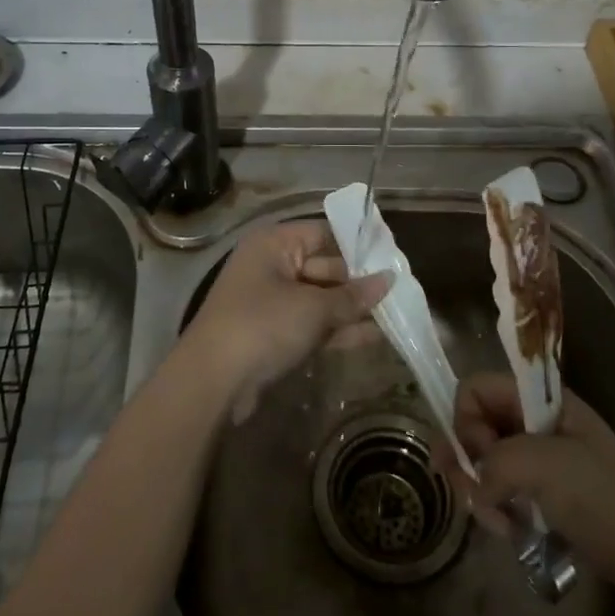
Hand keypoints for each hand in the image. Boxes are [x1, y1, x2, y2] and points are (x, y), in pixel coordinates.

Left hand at [183, 219, 391, 424]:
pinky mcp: (274, 334)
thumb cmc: (263, 326)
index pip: (324, 233)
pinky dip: (337, 330)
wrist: (213, 382)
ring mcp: (272, 301)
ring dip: (352, 309)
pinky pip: (312, 324)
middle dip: (359, 282)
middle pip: (325, 266)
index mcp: (274, 244)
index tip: (392, 257)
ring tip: (396, 316)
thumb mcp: (313, 309)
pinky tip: (373, 337)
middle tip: (401, 291)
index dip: (357, 245)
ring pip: (321, 298)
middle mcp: (272, 265)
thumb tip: (388, 279)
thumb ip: (352, 296)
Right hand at [445, 373, 614, 607]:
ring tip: (497, 522)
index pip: (476, 388)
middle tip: (470, 494)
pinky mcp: (543, 494)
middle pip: (476, 425)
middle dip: (466, 460)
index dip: (466, 419)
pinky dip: (497, 509)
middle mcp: (534, 422)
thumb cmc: (602, 497)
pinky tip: (510, 532)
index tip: (478, 455)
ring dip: (480, 491)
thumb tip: (475, 485)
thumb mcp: (542, 465)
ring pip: (485, 462)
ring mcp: (539, 459)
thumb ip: (493, 462)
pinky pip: (502, 491)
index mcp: (539, 401)